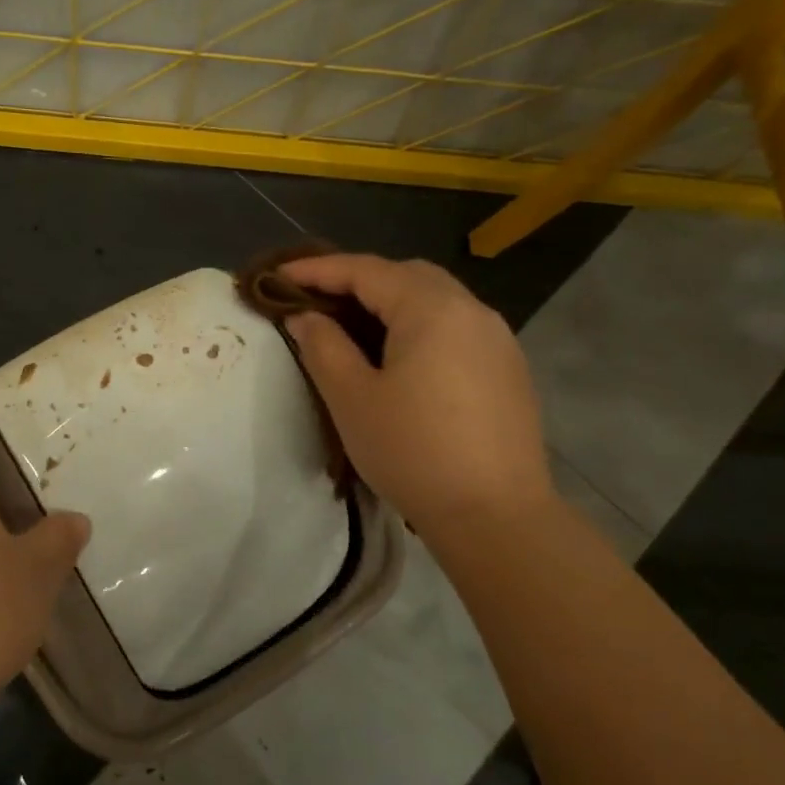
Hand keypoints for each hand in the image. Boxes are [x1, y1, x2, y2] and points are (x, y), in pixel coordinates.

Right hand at [279, 254, 554, 536]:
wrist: (494, 514)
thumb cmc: (412, 452)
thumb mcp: (352, 398)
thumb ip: (323, 347)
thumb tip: (306, 317)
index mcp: (432, 309)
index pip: (366, 270)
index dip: (317, 269)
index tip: (277, 276)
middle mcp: (471, 310)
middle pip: (406, 275)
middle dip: (357, 279)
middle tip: (315, 299)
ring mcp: (497, 339)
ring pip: (435, 299)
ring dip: (390, 301)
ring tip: (351, 325)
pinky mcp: (507, 368)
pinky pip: (454, 326)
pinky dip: (418, 324)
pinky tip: (398, 356)